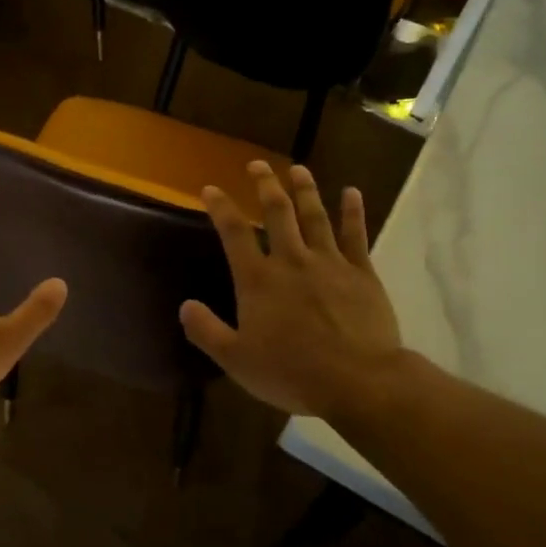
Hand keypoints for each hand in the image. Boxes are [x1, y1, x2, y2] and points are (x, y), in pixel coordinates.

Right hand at [181, 162, 404, 420]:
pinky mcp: (361, 273)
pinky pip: (355, 235)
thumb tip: (184, 306)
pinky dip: (353, 212)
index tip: (210, 189)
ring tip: (297, 168)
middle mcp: (291, 261)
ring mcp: (329, 263)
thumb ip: (206, 331)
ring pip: (315, 216)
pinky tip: (352, 193)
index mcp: (258, 280)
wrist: (358, 381)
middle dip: (265, 185)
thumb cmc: (292, 372)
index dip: (220, 207)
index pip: (234, 233)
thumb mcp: (236, 360)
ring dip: (304, 189)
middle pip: (277, 212)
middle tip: (258, 165)